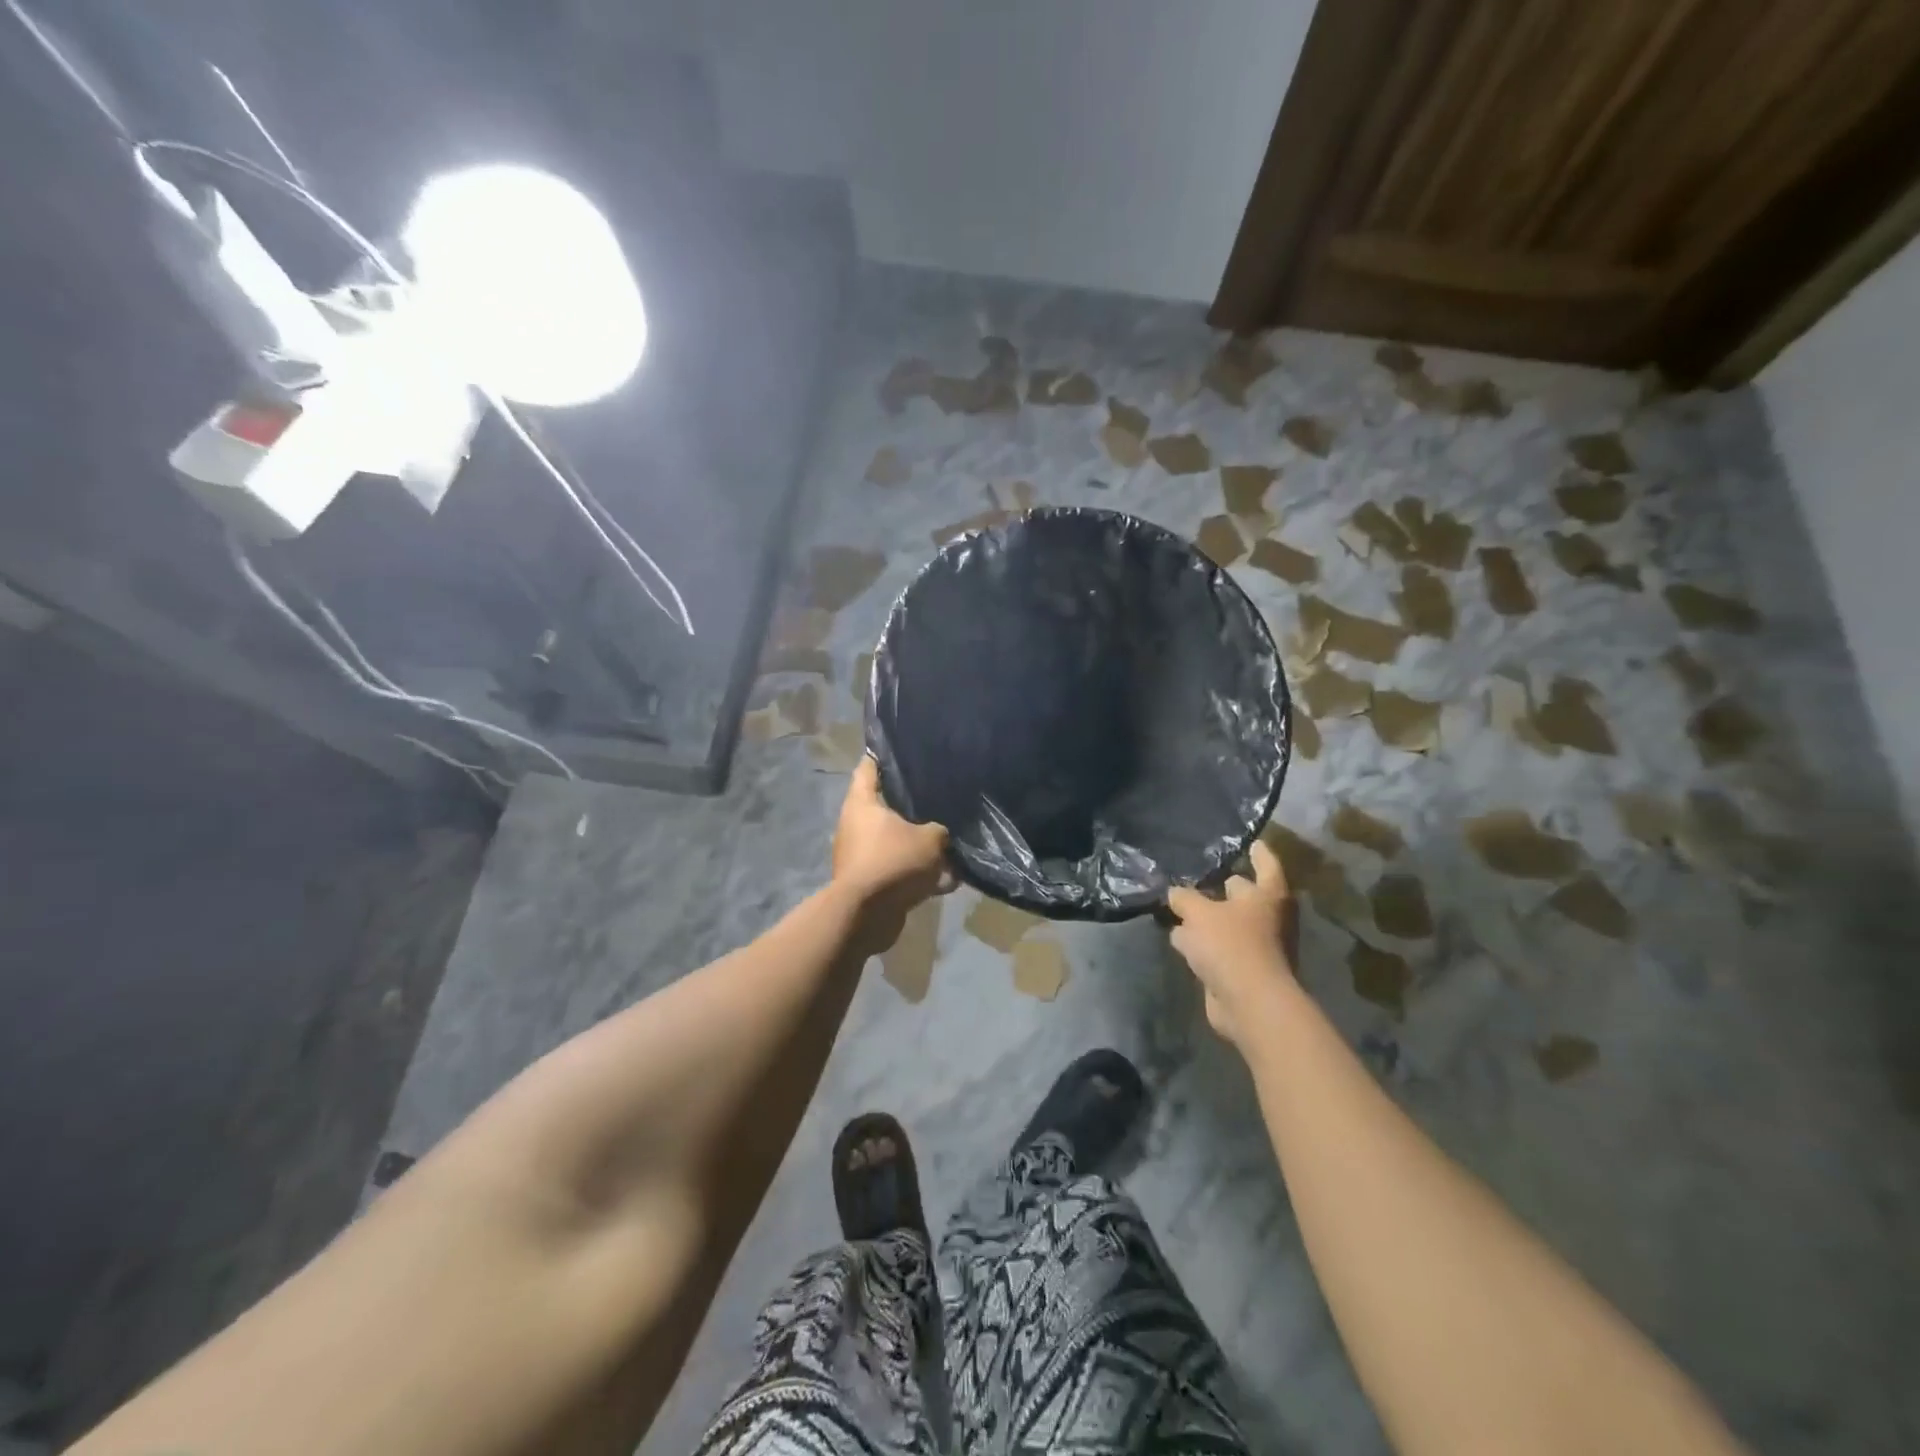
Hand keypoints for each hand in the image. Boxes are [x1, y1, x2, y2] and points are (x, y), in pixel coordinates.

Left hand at [832, 756, 951, 952]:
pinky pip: (898, 871)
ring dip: (919, 847)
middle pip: (885, 807)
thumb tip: (942, 833)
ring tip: (951, 846)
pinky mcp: (869, 882)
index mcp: (862, 804)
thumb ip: (940, 830)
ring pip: (895, 842)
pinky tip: (947, 881)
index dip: (883, 756)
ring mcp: (860, 855)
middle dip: (911, 806)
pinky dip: (918, 876)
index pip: (868, 768)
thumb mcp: (930, 840)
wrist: (866, 916)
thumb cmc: (893, 862)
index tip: (902, 749)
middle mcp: (856, 825)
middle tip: (939, 797)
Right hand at [1166, 838, 1298, 1046]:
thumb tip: (1175, 893)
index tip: (1249, 841)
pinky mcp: (1242, 970)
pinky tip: (1180, 938)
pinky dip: (1202, 943)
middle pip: (1245, 894)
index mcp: (1267, 896)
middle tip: (1201, 873)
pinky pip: (1218, 948)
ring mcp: (1257, 946)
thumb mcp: (1199, 912)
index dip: (1257, 852)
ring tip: (1179, 904)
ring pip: (1228, 922)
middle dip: (1224, 886)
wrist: (1248, 1003)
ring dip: (1207, 917)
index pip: (1266, 864)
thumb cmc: (1231, 945)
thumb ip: (1185, 898)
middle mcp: (1268, 918)